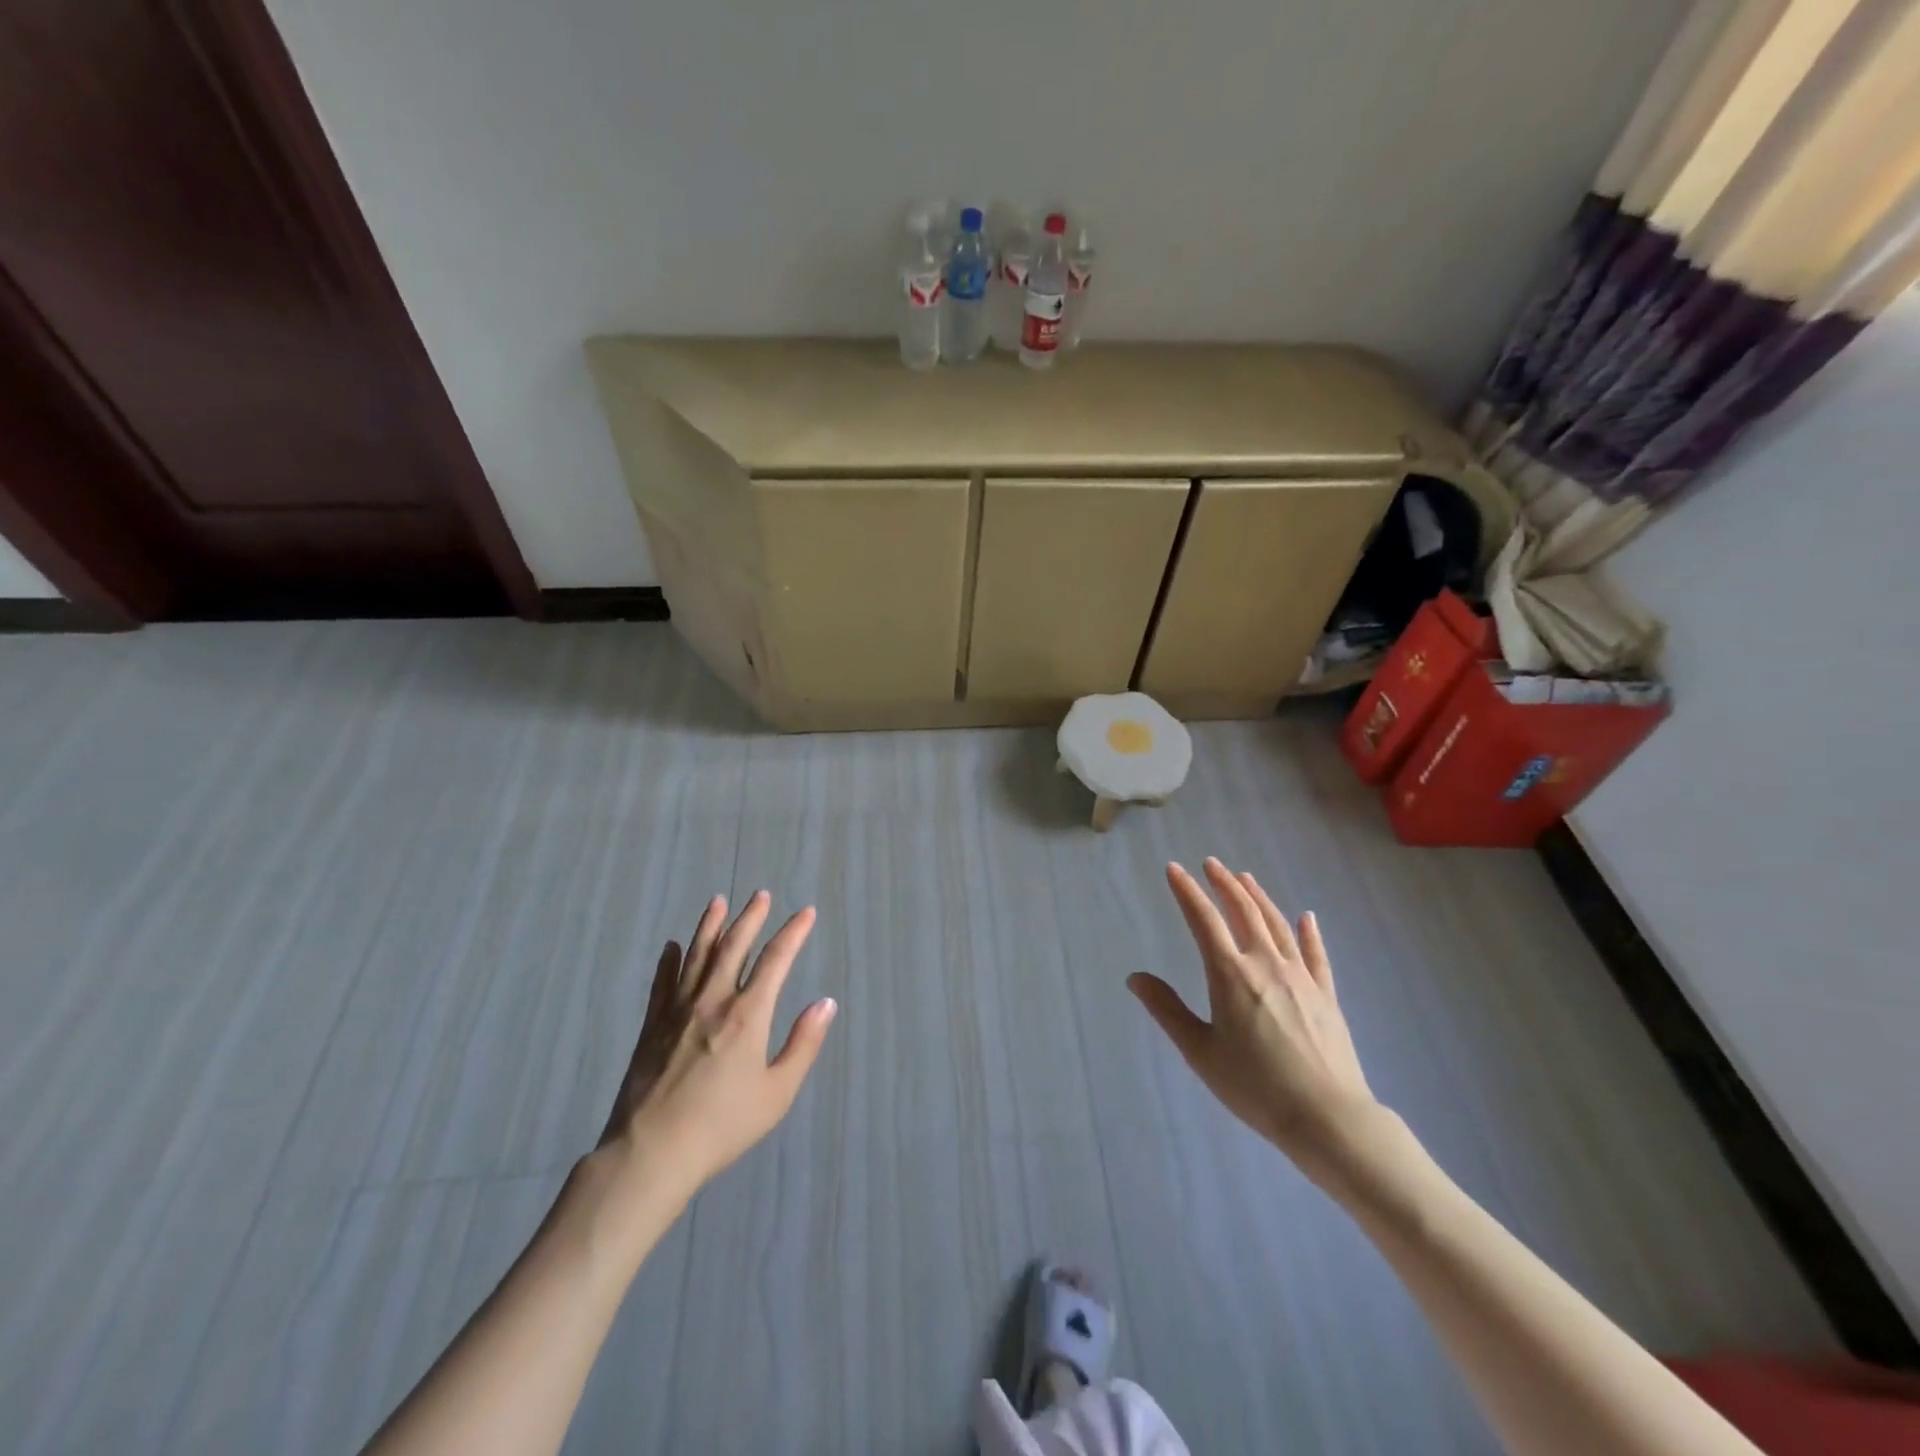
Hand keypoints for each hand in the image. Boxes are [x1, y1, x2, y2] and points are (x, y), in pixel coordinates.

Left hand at [597, 891, 836, 1199]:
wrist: (651, 1153)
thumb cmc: (722, 1126)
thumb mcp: (777, 1092)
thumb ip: (803, 1044)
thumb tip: (826, 1003)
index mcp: (748, 1015)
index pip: (776, 960)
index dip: (793, 932)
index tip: (806, 912)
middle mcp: (714, 1000)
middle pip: (734, 946)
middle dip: (751, 917)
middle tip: (761, 894)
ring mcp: (678, 1010)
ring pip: (697, 955)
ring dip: (710, 926)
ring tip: (718, 901)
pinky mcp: (652, 1026)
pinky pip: (662, 982)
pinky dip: (669, 960)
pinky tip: (673, 946)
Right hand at [1129, 859, 1378, 1181]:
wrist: (1327, 1117)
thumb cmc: (1255, 1086)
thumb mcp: (1199, 1052)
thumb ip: (1167, 1010)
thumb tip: (1135, 978)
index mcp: (1230, 974)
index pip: (1203, 920)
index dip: (1187, 891)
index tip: (1174, 869)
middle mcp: (1265, 964)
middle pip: (1244, 911)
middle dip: (1224, 884)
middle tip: (1211, 863)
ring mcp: (1300, 976)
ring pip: (1277, 924)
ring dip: (1259, 897)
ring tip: (1246, 877)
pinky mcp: (1326, 994)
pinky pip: (1316, 954)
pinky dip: (1309, 932)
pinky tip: (1306, 917)